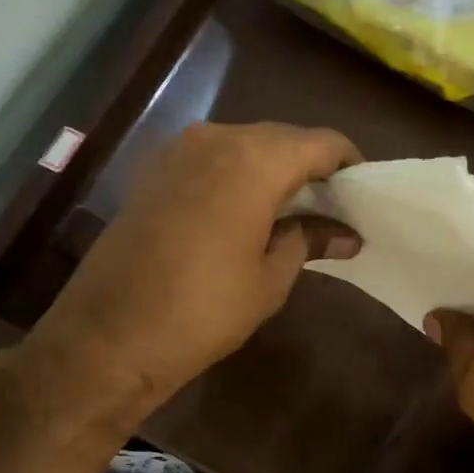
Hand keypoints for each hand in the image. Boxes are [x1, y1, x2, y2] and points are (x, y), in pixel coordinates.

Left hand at [8, 121, 360, 428]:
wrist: (111, 334)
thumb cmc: (204, 310)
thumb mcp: (270, 279)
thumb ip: (309, 241)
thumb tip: (346, 235)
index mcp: (255, 160)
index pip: (321, 142)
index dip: (349, 163)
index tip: (362, 193)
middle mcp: (216, 138)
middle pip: (282, 138)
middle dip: (311, 167)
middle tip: (333, 207)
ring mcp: (178, 150)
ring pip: (244, 145)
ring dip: (273, 170)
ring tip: (292, 211)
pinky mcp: (153, 170)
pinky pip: (211, 158)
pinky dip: (237, 175)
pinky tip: (245, 211)